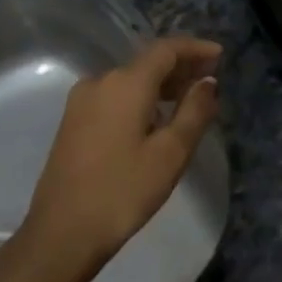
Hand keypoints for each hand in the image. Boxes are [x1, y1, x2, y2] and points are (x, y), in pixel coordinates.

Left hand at [23, 36, 221, 265]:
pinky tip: (155, 120)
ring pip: (130, 81)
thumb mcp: (171, 153)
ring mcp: (81, 102)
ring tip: (188, 101)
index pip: (166, 49)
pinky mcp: (73, 122)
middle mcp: (100, 82)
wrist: (62, 233)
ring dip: (160, 85)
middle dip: (180, 67)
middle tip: (210, 79)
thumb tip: (207, 82)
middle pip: (147, 62)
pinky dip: (140, 99)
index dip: (195, 48)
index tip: (220, 54)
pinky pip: (115, 97)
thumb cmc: (123, 191)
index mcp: (126, 83)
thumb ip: (194, 111)